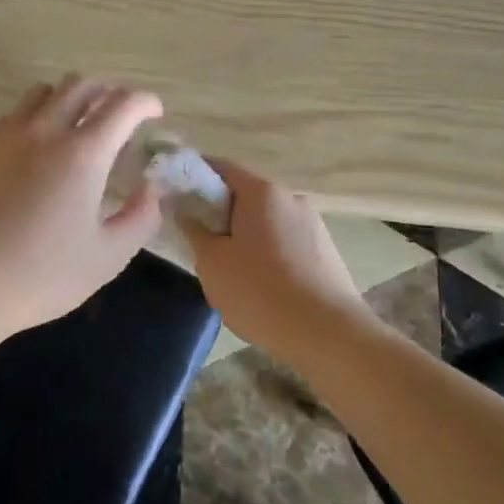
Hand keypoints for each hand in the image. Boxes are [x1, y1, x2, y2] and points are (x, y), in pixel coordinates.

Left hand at [0, 75, 166, 337]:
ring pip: (45, 90)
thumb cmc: (42, 275)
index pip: (123, 104)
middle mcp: (46, 130)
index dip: (146, 102)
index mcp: (83, 152)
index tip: (155, 115)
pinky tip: (41, 144)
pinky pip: (17, 111)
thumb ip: (141, 216)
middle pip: (81, 84)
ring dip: (70, 97)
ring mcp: (9, 135)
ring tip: (80, 126)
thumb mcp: (108, 256)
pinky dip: (38, 113)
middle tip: (120, 118)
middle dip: (108, 92)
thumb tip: (154, 187)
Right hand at [180, 160, 366, 355]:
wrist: (328, 335)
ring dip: (245, 235)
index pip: (221, 168)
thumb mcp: (212, 262)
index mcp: (262, 192)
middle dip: (219, 212)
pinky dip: (268, 253)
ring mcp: (313, 225)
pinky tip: (260, 285)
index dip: (195, 176)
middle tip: (199, 240)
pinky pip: (286, 242)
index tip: (176, 194)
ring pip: (266, 221)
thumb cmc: (260, 291)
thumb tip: (184, 210)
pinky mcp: (326, 252)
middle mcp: (291, 199)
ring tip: (230, 270)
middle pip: (246, 195)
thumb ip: (193, 230)